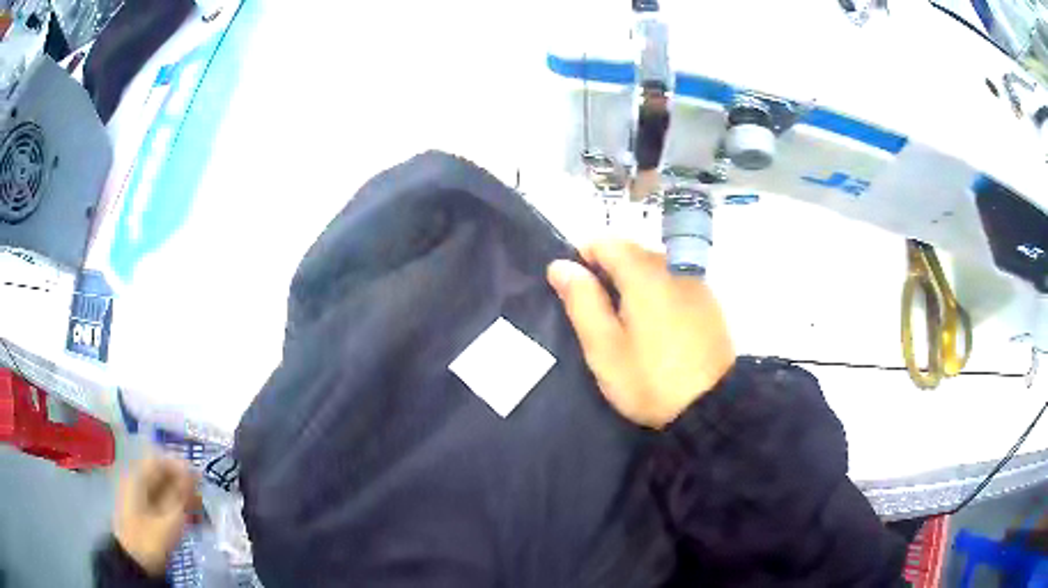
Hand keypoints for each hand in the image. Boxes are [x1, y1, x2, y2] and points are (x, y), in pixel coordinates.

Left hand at [114, 456, 200, 575]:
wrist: (134, 562)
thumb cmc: (150, 538)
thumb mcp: (169, 518)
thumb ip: (180, 493)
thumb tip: (192, 473)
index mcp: (138, 476)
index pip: (159, 458)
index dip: (180, 465)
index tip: (199, 480)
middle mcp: (136, 480)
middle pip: (161, 472)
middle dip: (182, 483)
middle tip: (201, 498)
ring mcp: (138, 496)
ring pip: (162, 488)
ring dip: (181, 497)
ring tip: (199, 512)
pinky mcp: (142, 511)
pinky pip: (160, 500)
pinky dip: (174, 506)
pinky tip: (188, 519)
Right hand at [547, 239, 734, 428]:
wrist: (710, 407)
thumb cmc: (649, 379)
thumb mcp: (604, 348)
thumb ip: (582, 301)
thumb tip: (560, 265)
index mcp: (644, 274)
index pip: (607, 242)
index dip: (583, 256)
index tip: (575, 288)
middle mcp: (673, 268)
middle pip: (633, 251)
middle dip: (609, 270)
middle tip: (598, 313)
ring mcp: (696, 284)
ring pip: (655, 266)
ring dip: (634, 281)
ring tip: (625, 322)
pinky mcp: (709, 303)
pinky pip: (675, 282)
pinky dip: (658, 293)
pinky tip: (656, 327)